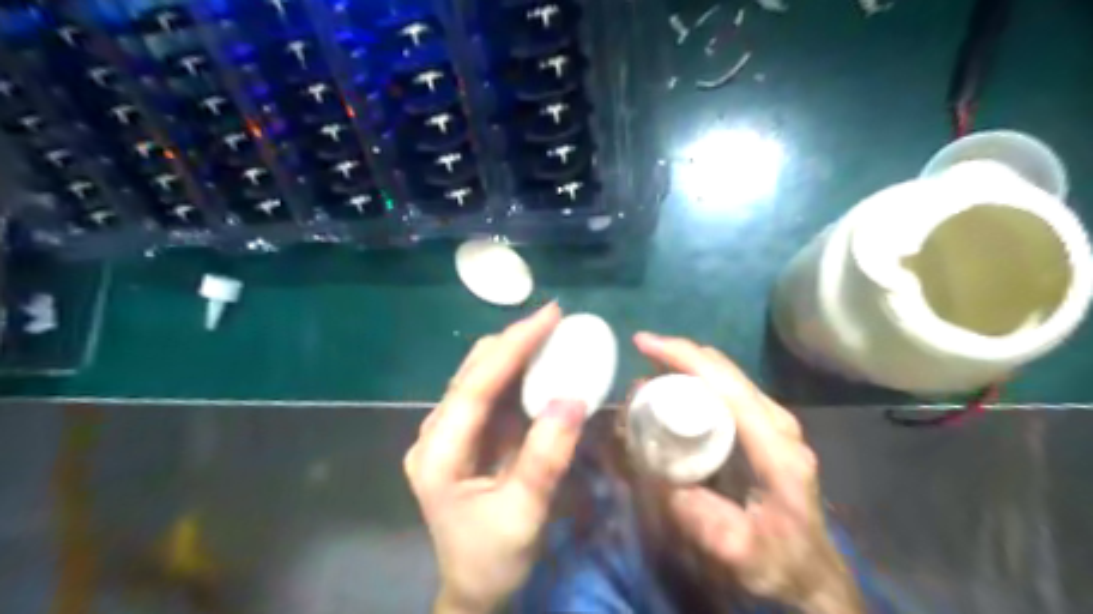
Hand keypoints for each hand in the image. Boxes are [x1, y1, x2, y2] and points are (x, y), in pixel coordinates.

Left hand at [403, 303, 589, 613]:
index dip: (511, 347)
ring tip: (550, 334)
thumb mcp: (524, 514)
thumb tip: (572, 398)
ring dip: (514, 353)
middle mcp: (435, 434)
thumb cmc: (494, 557)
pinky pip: (490, 394)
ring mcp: (448, 433)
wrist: (474, 587)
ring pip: (479, 377)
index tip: (548, 317)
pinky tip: (538, 365)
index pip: (474, 387)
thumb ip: (546, 458)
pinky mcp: (465, 436)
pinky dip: (515, 374)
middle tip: (554, 320)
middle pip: (472, 373)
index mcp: (438, 454)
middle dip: (513, 342)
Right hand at [633, 333, 862, 613]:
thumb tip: (653, 468)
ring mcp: (774, 421)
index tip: (644, 344)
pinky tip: (675, 386)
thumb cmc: (777, 560)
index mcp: (775, 448)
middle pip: (725, 370)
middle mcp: (778, 423)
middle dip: (680, 353)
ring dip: (687, 362)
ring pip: (726, 373)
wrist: (810, 571)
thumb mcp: (734, 550)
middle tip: (641, 354)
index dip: (684, 357)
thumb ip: (695, 515)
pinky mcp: (765, 425)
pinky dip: (697, 376)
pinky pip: (727, 387)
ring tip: (651, 368)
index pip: (726, 386)